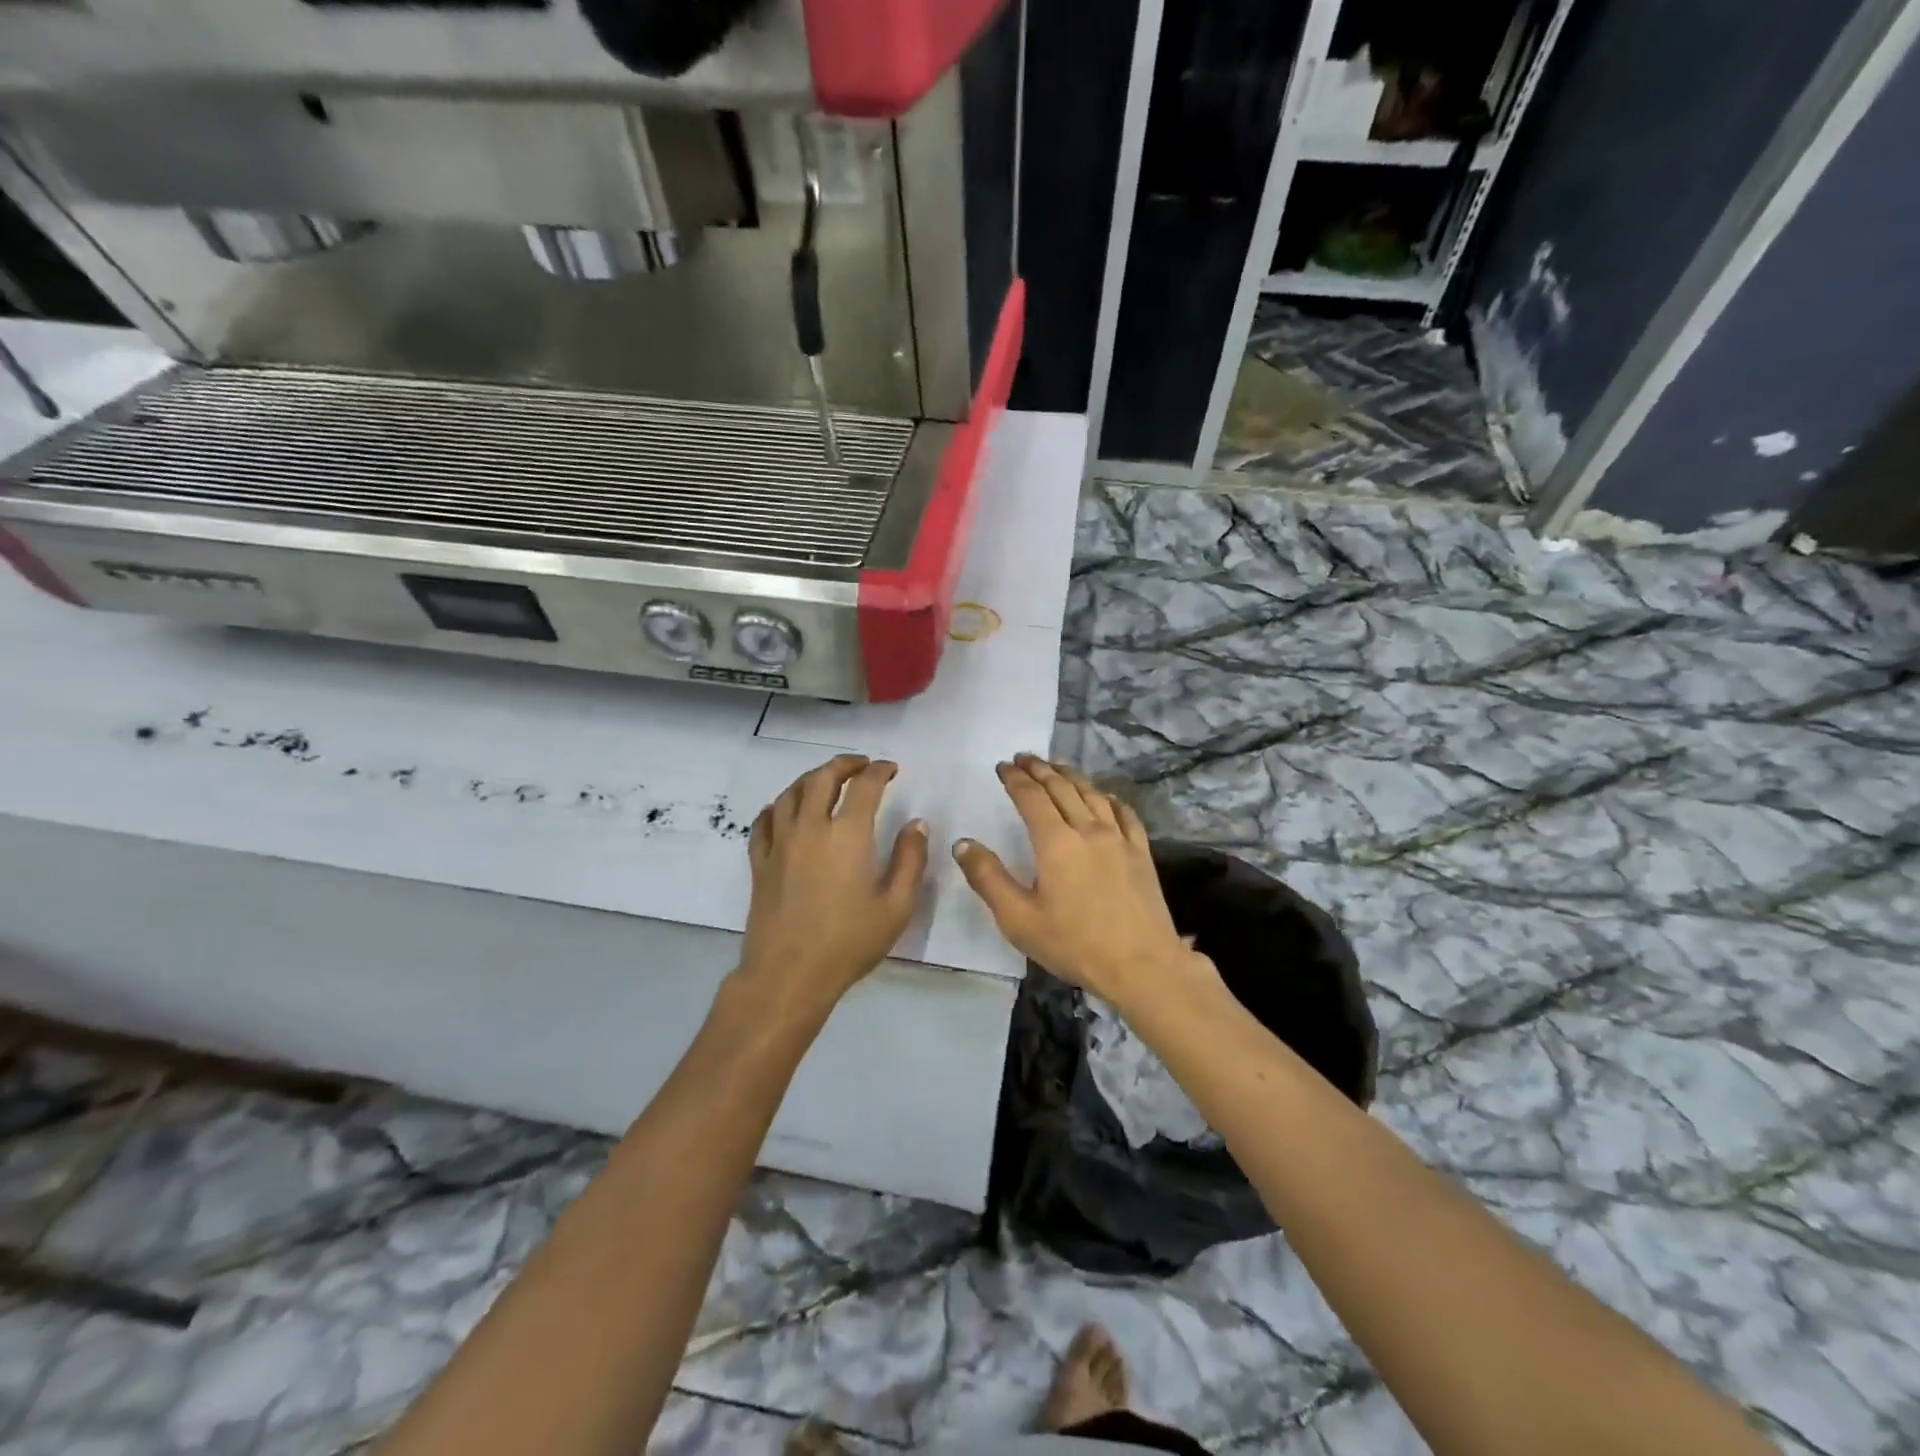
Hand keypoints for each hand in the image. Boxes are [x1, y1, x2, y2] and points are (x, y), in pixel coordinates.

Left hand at [738, 754, 928, 1018]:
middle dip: (844, 764)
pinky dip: (778, 806)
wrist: (789, 974)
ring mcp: (780, 843)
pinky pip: (764, 821)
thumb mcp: (896, 906)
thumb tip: (916, 824)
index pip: (864, 785)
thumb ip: (910, 859)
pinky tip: (786, 810)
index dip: (880, 770)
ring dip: (811, 778)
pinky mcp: (760, 862)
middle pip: (822, 777)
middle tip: (861, 765)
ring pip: (790, 793)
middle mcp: (810, 828)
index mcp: (847, 835)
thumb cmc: (849, 942)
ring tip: (826, 780)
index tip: (891, 769)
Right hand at [954, 755, 1216, 1013]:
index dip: (1015, 779)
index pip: (1031, 797)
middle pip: (1062, 788)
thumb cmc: (1074, 944)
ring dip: (1071, 775)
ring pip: (1092, 794)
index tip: (1002, 766)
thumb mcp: (1019, 919)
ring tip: (1058, 765)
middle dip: (1040, 769)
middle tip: (1024, 757)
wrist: (1142, 965)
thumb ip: (988, 878)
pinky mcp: (1141, 852)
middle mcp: (1088, 829)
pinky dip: (1109, 798)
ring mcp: (1119, 838)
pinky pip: (1124, 813)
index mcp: (1055, 842)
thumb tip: (963, 844)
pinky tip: (1105, 797)